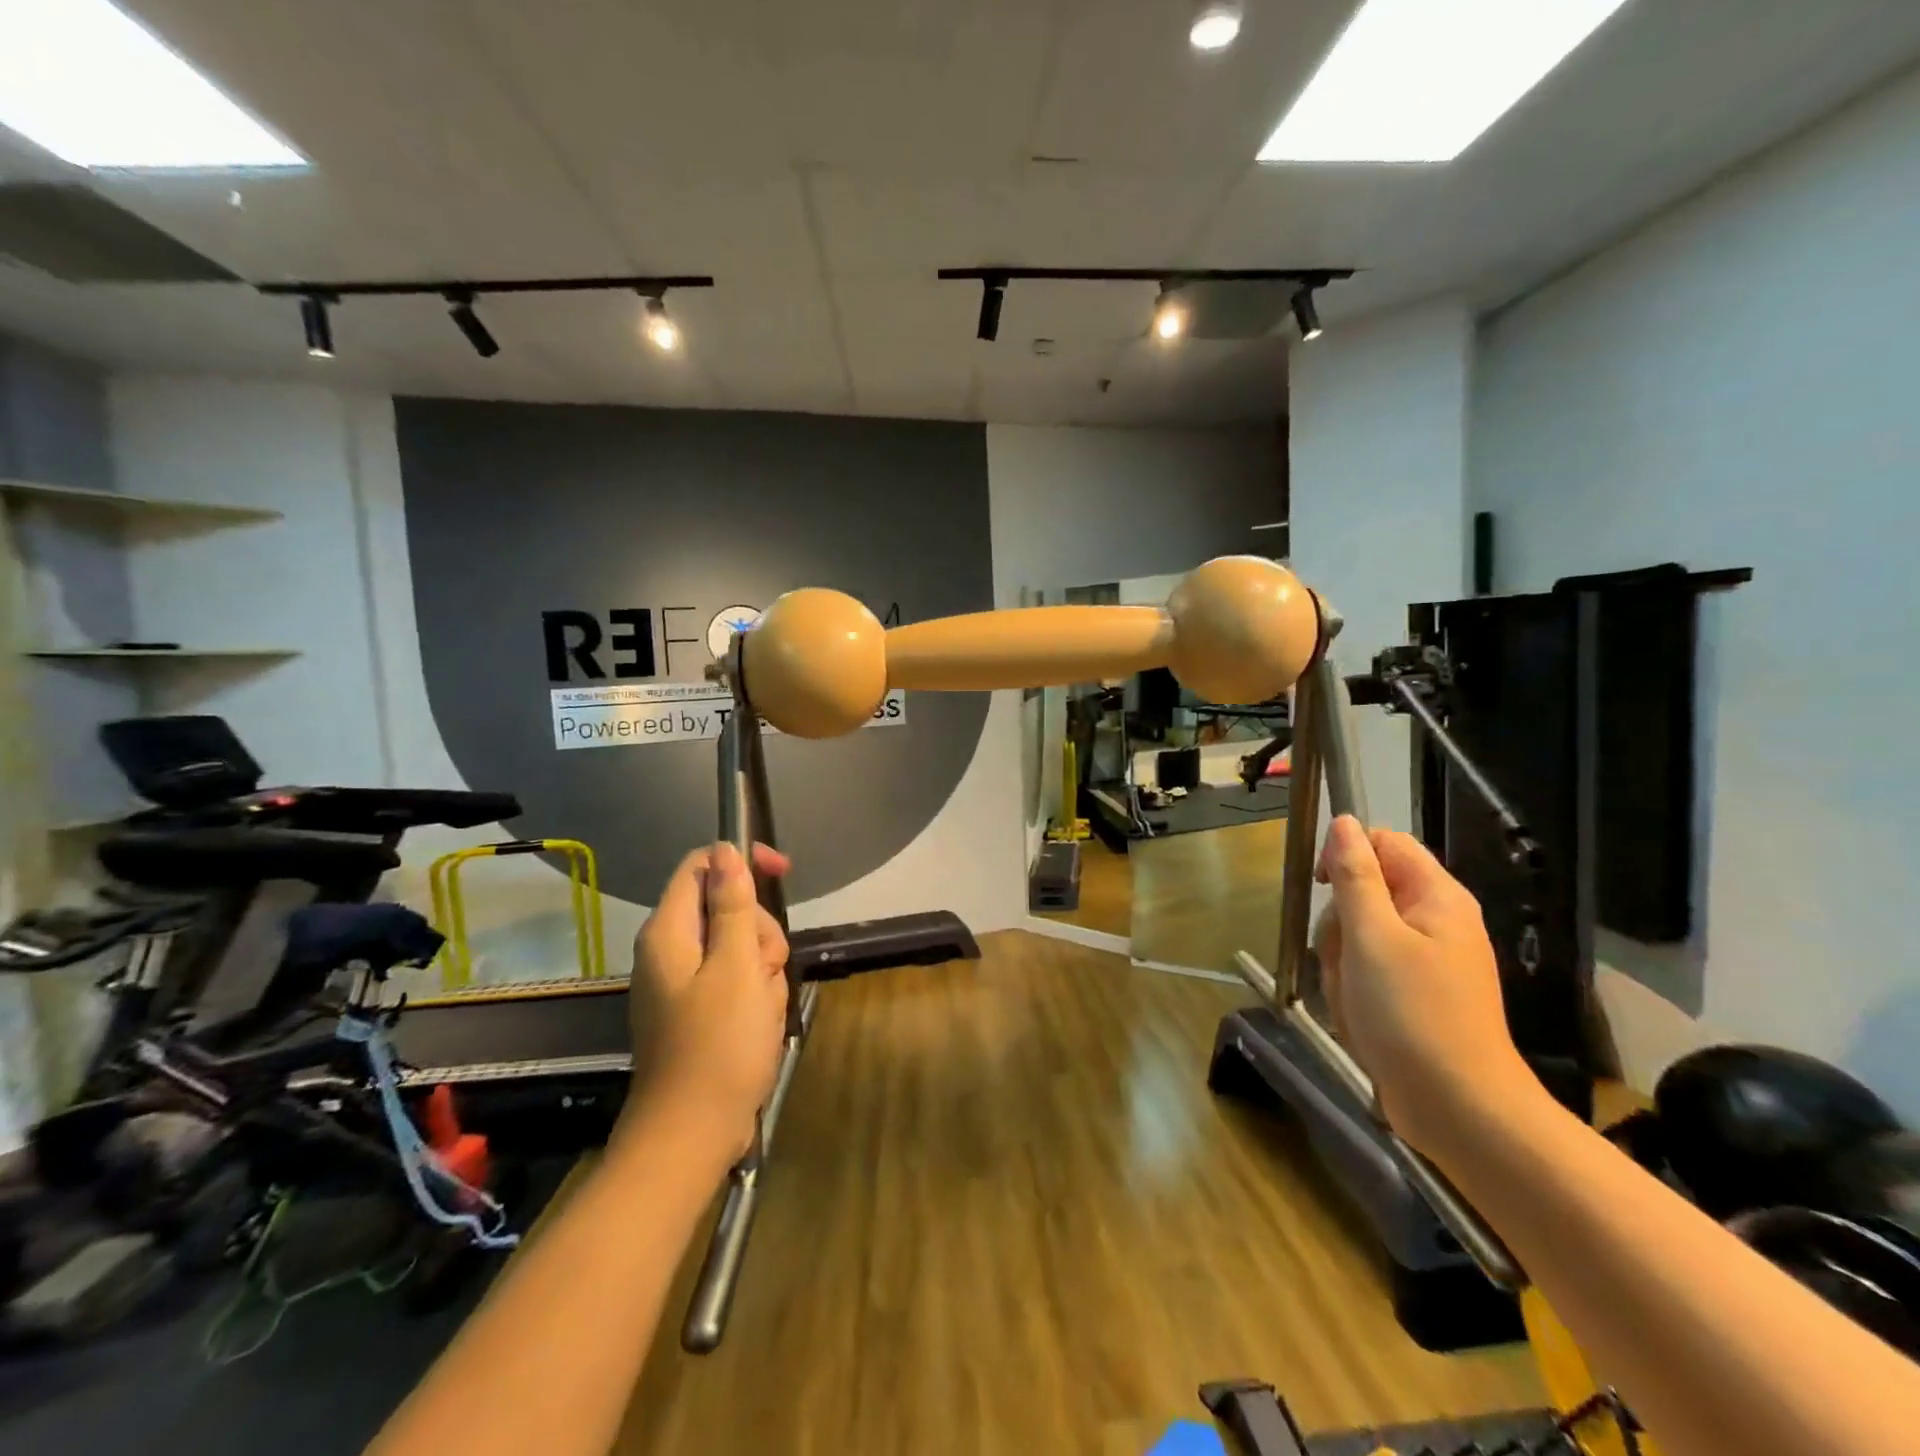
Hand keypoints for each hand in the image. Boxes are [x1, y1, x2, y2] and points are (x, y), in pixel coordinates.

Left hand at [624, 841, 790, 1160]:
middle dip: (758, 932)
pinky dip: (755, 994)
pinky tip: (759, 1023)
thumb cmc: (718, 1045)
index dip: (742, 861)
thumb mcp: (736, 965)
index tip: (782, 872)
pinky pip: (736, 980)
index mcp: (670, 931)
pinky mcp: (697, 1009)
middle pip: (727, 908)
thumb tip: (724, 850)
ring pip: (739, 946)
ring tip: (762, 1007)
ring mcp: (683, 982)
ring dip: (763, 968)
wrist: (693, 1134)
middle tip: (764, 969)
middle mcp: (670, 950)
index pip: (702, 865)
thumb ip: (733, 904)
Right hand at [1312, 816, 1534, 1161]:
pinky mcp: (1413, 994)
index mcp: (1436, 897)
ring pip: (1358, 934)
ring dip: (1340, 961)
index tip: (1324, 888)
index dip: (1347, 855)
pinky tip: (1358, 1015)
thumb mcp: (1371, 937)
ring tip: (1352, 995)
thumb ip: (1355, 876)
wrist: (1457, 1109)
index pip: (1384, 843)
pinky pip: (1366, 970)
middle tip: (1345, 957)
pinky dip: (1352, 987)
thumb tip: (1344, 822)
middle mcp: (1435, 921)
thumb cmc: (1413, 1014)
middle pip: (1366, 891)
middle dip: (1340, 923)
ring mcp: (1425, 960)